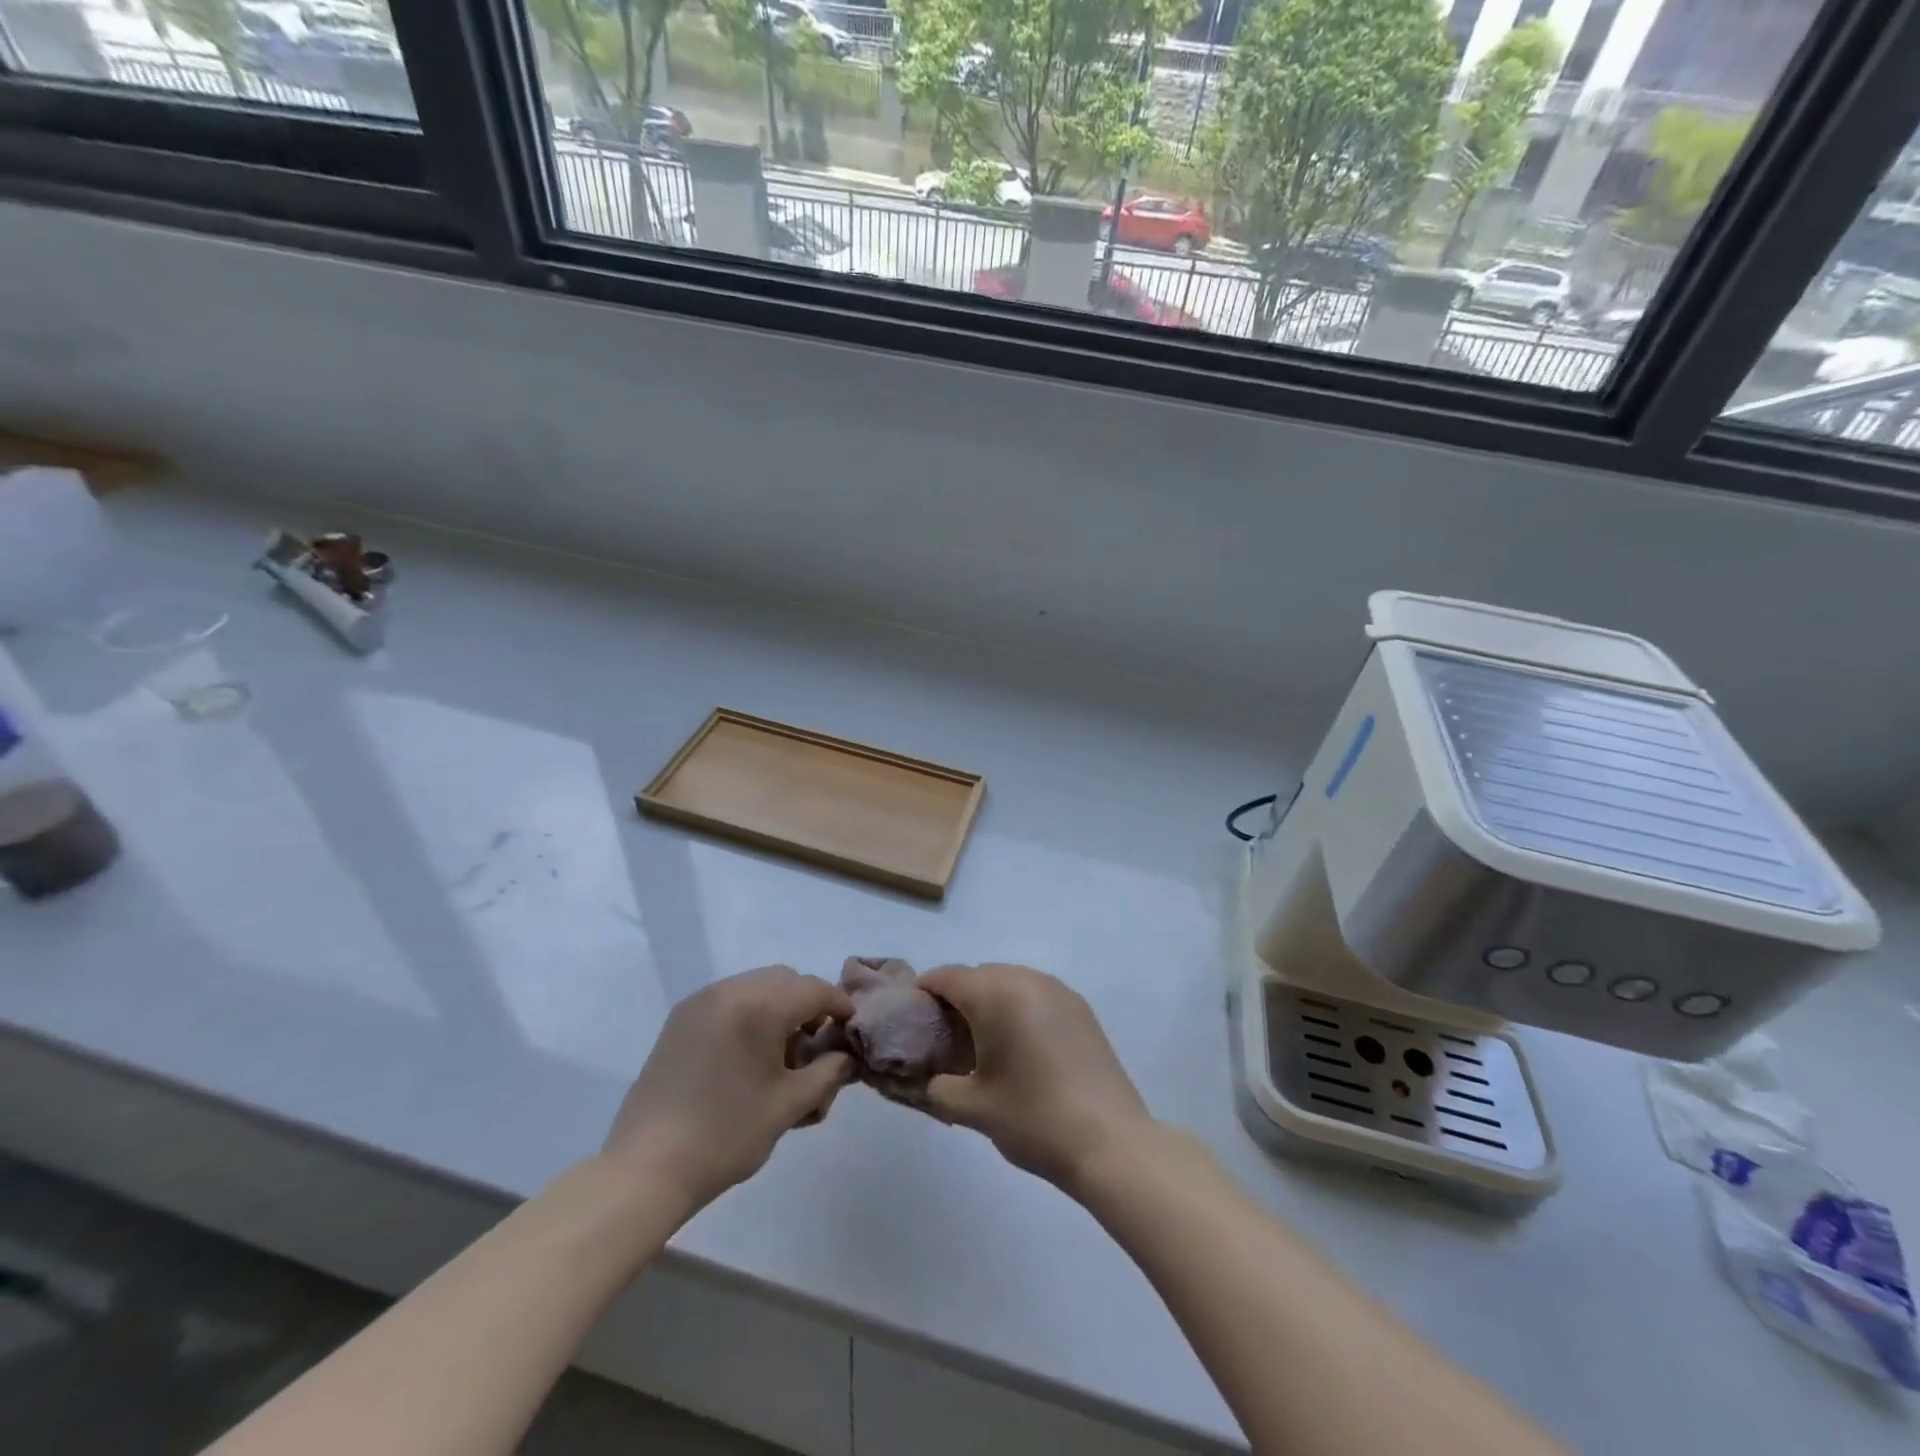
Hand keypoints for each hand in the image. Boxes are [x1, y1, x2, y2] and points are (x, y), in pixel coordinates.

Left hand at [601, 965, 855, 1214]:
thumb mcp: (789, 1106)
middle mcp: (730, 990)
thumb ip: (827, 1073)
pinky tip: (746, 1057)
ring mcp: (700, 1002)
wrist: (646, 1169)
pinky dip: (748, 1014)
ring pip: (756, 986)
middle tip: (813, 1047)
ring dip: (777, 1008)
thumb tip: (846, 1057)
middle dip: (807, 1005)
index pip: (815, 990)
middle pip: (785, 980)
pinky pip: (729, 1000)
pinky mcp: (680, 1019)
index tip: (851, 1031)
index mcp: (760, 1006)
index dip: (839, 1007)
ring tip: (778, 1056)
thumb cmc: (726, 1135)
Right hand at [918, 963, 1152, 1193]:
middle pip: (978, 975)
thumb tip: (928, 1078)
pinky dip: (1019, 1007)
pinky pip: (1036, 993)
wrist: (1110, 1142)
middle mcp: (1026, 979)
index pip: (946, 976)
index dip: (924, 992)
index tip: (912, 1018)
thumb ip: (938, 1087)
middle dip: (957, 998)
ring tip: (984, 1043)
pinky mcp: (1080, 1008)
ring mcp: (1058, 990)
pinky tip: (1021, 1046)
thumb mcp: (973, 1108)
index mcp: (995, 994)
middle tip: (946, 1038)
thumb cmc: (1033, 1119)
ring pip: (1009, 981)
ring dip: (990, 1001)